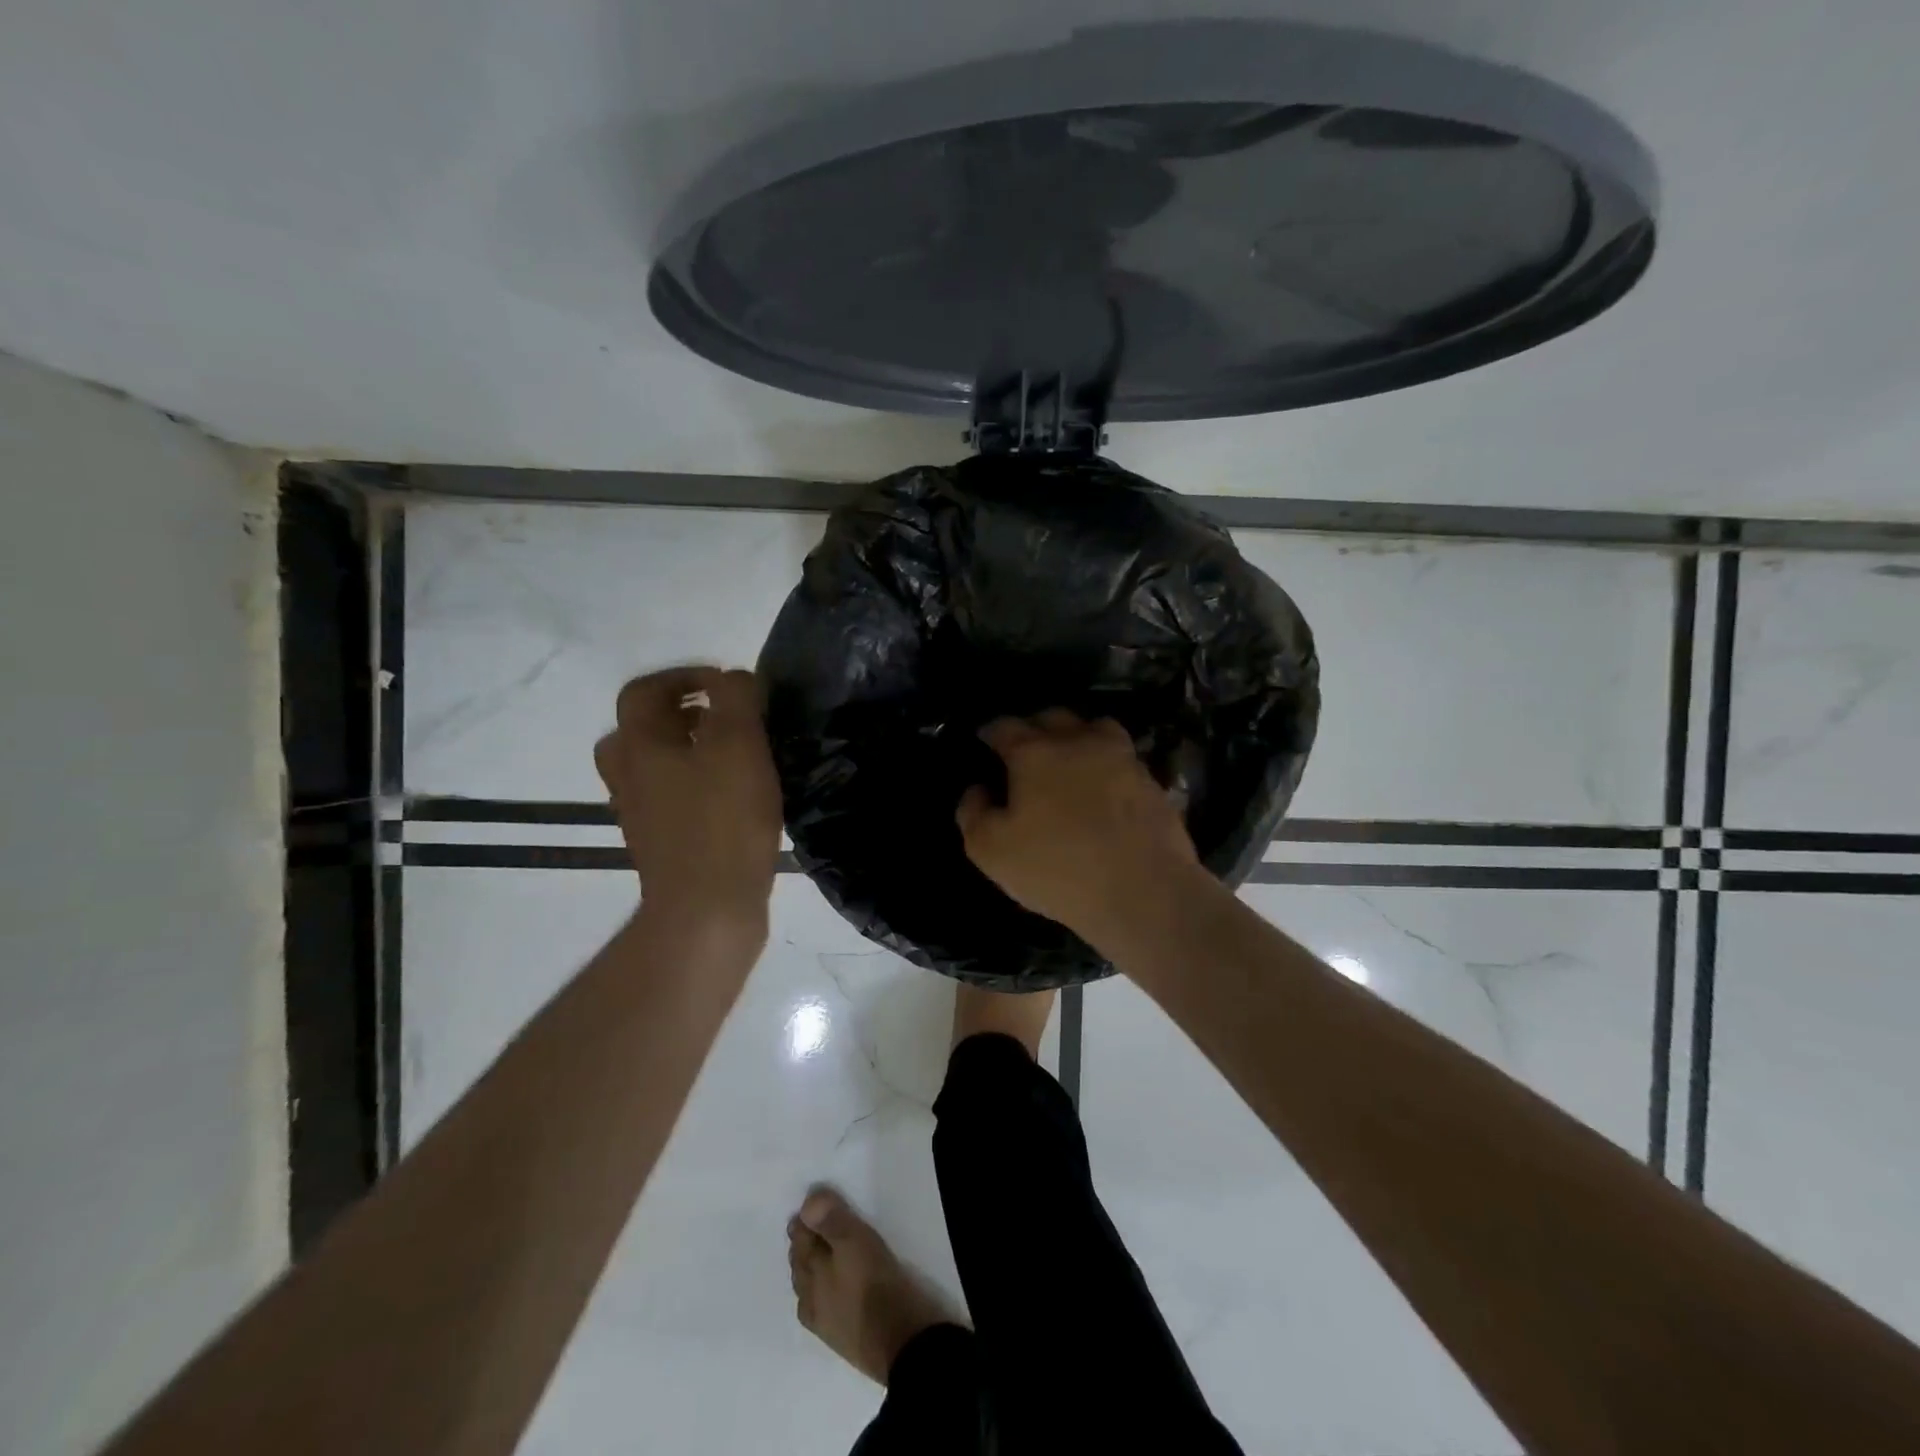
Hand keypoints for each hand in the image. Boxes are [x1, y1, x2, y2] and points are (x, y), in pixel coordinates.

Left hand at [595, 666, 782, 933]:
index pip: (644, 691)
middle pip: (640, 729)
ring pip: (655, 765)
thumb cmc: (722, 821)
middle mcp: (629, 776)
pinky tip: (734, 796)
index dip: (682, 676)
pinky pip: (671, 797)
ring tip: (734, 755)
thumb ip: (737, 699)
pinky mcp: (661, 843)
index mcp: (639, 745)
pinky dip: (695, 784)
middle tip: (723, 718)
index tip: (725, 684)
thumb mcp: (738, 745)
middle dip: (682, 714)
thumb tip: (735, 680)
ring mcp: (641, 813)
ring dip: (688, 750)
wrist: (706, 910)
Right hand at [957, 710, 1200, 942]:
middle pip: (1052, 717)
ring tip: (1070, 760)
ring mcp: (1121, 757)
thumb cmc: (1057, 868)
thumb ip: (973, 813)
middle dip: (1034, 728)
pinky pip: (1122, 758)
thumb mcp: (991, 850)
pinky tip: (1103, 788)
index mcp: (1034, 752)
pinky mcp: (1151, 780)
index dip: (990, 732)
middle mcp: (1078, 741)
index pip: (1004, 726)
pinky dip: (1107, 764)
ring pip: (1095, 728)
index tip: (984, 741)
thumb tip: (978, 789)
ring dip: (1077, 736)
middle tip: (1025, 751)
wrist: (1144, 892)